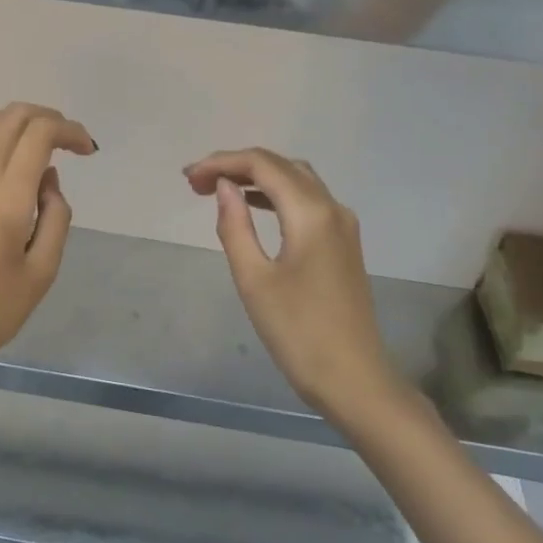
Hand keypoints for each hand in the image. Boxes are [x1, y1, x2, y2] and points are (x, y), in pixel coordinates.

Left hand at [0, 103, 95, 392]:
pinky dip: (1, 144)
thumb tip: (49, 180)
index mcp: (5, 198)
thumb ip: (56, 215)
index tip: (87, 150)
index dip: (69, 129)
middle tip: (70, 144)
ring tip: (45, 153)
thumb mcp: (43, 270)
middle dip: (48, 117)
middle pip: (11, 115)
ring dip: (22, 126)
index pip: (38, 132)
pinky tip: (16, 176)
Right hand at [184, 148, 401, 413]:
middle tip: (196, 183)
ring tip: (217, 190)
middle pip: (281, 166)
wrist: (354, 380)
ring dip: (256, 177)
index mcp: (311, 213)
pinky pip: (307, 200)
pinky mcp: (343, 243)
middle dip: (236, 166)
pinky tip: (252, 206)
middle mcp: (332, 208)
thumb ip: (235, 226)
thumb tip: (224, 187)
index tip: (188, 178)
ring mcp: (343, 225)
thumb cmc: (298, 333)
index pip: (262, 165)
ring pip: (297, 180)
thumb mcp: (254, 280)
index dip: (222, 162)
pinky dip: (276, 194)